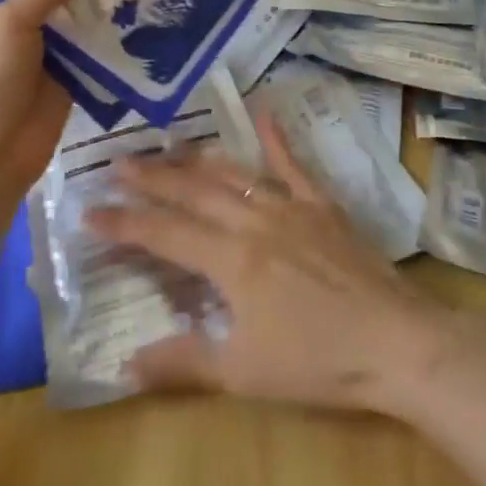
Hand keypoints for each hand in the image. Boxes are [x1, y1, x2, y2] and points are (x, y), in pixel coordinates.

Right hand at [88, 113, 470, 416]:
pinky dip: (276, 137)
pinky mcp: (322, 204)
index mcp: (230, 260)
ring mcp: (291, 207)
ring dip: (198, 160)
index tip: (90, 210)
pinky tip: (263, 112)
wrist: (395, 341)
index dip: (125, 223)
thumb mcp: (243, 372)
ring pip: (235, 174)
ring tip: (170, 147)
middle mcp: (254, 221)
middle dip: (153, 178)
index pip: (165, 234)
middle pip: (194, 192)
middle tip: (119, 162)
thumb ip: (184, 360)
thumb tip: (126, 361)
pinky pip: (294, 164)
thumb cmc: (317, 362)